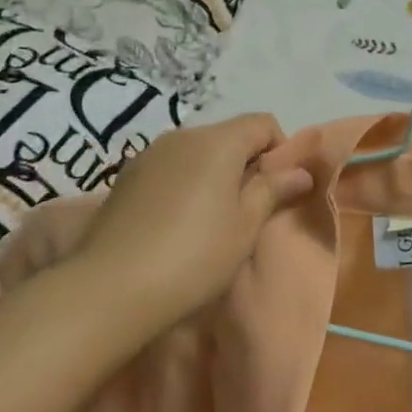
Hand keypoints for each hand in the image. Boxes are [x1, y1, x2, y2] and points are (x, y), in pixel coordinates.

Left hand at [71, 114, 313, 330]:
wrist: (110, 288)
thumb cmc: (195, 254)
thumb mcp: (245, 226)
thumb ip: (273, 190)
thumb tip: (300, 172)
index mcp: (218, 141)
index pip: (263, 123)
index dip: (280, 150)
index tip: (279, 189)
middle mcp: (182, 136)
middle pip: (228, 136)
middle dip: (246, 164)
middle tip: (249, 210)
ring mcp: (149, 154)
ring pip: (197, 153)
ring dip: (213, 175)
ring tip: (211, 220)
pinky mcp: (125, 178)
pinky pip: (169, 169)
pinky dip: (184, 185)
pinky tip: (176, 224)